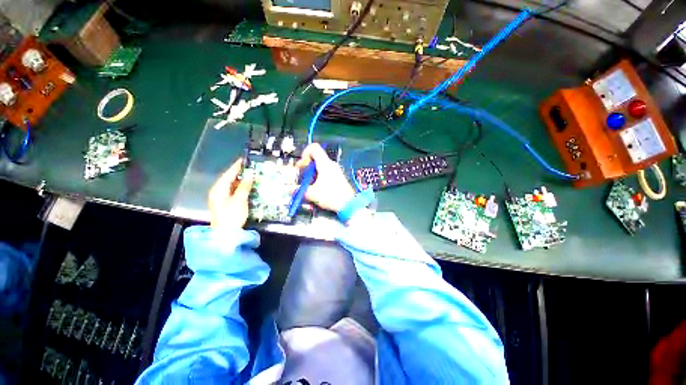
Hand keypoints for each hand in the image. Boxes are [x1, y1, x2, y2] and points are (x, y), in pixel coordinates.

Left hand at [208, 159, 253, 229]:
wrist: (225, 235)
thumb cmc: (231, 216)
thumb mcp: (239, 200)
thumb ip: (244, 187)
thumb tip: (249, 175)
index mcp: (219, 189)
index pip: (228, 174)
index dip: (236, 167)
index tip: (244, 160)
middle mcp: (218, 192)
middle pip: (229, 179)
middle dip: (239, 173)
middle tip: (250, 168)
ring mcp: (220, 198)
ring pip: (231, 186)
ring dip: (241, 181)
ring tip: (251, 176)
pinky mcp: (225, 204)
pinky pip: (233, 192)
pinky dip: (240, 188)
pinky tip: (247, 187)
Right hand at [295, 143, 354, 211]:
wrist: (348, 204)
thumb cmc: (332, 196)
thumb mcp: (312, 194)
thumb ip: (299, 191)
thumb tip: (290, 190)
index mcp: (325, 164)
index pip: (314, 148)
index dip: (305, 153)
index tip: (302, 165)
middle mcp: (331, 165)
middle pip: (315, 158)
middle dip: (306, 167)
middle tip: (302, 177)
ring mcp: (335, 171)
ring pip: (319, 167)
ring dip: (311, 174)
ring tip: (309, 185)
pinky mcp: (337, 178)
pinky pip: (325, 173)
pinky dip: (318, 178)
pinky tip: (316, 189)